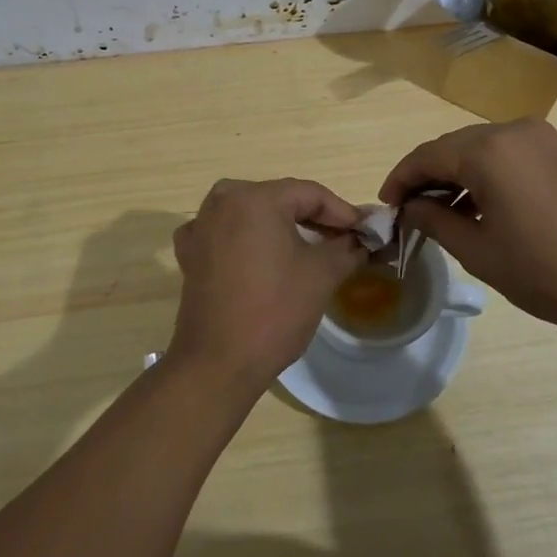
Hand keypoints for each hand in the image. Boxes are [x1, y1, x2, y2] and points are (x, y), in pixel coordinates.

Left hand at [170, 178, 366, 395]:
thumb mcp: (322, 275)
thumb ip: (346, 248)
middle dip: (314, 218)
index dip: (343, 212)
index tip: (366, 231)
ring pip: (253, 215)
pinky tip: (263, 257)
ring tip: (311, 248)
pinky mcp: (190, 253)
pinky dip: (250, 240)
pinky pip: (228, 234)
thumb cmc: (274, 311)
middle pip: (280, 200)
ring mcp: (201, 226)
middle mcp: (222, 201)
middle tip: (344, 239)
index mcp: (255, 197)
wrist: (218, 363)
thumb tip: (361, 240)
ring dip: (283, 228)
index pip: (310, 193)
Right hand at [380, 119, 556, 335]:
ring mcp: (543, 138)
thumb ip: (436, 221)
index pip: (426, 156)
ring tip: (444, 213)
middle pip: (454, 147)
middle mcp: (514, 130)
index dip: (400, 180)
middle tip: (411, 211)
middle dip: (427, 177)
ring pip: (482, 149)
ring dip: (458, 175)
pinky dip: (487, 174)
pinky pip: (510, 155)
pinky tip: (484, 206)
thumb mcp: (480, 252)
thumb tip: (411, 207)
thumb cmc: (549, 270)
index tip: (386, 207)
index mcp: (488, 150)